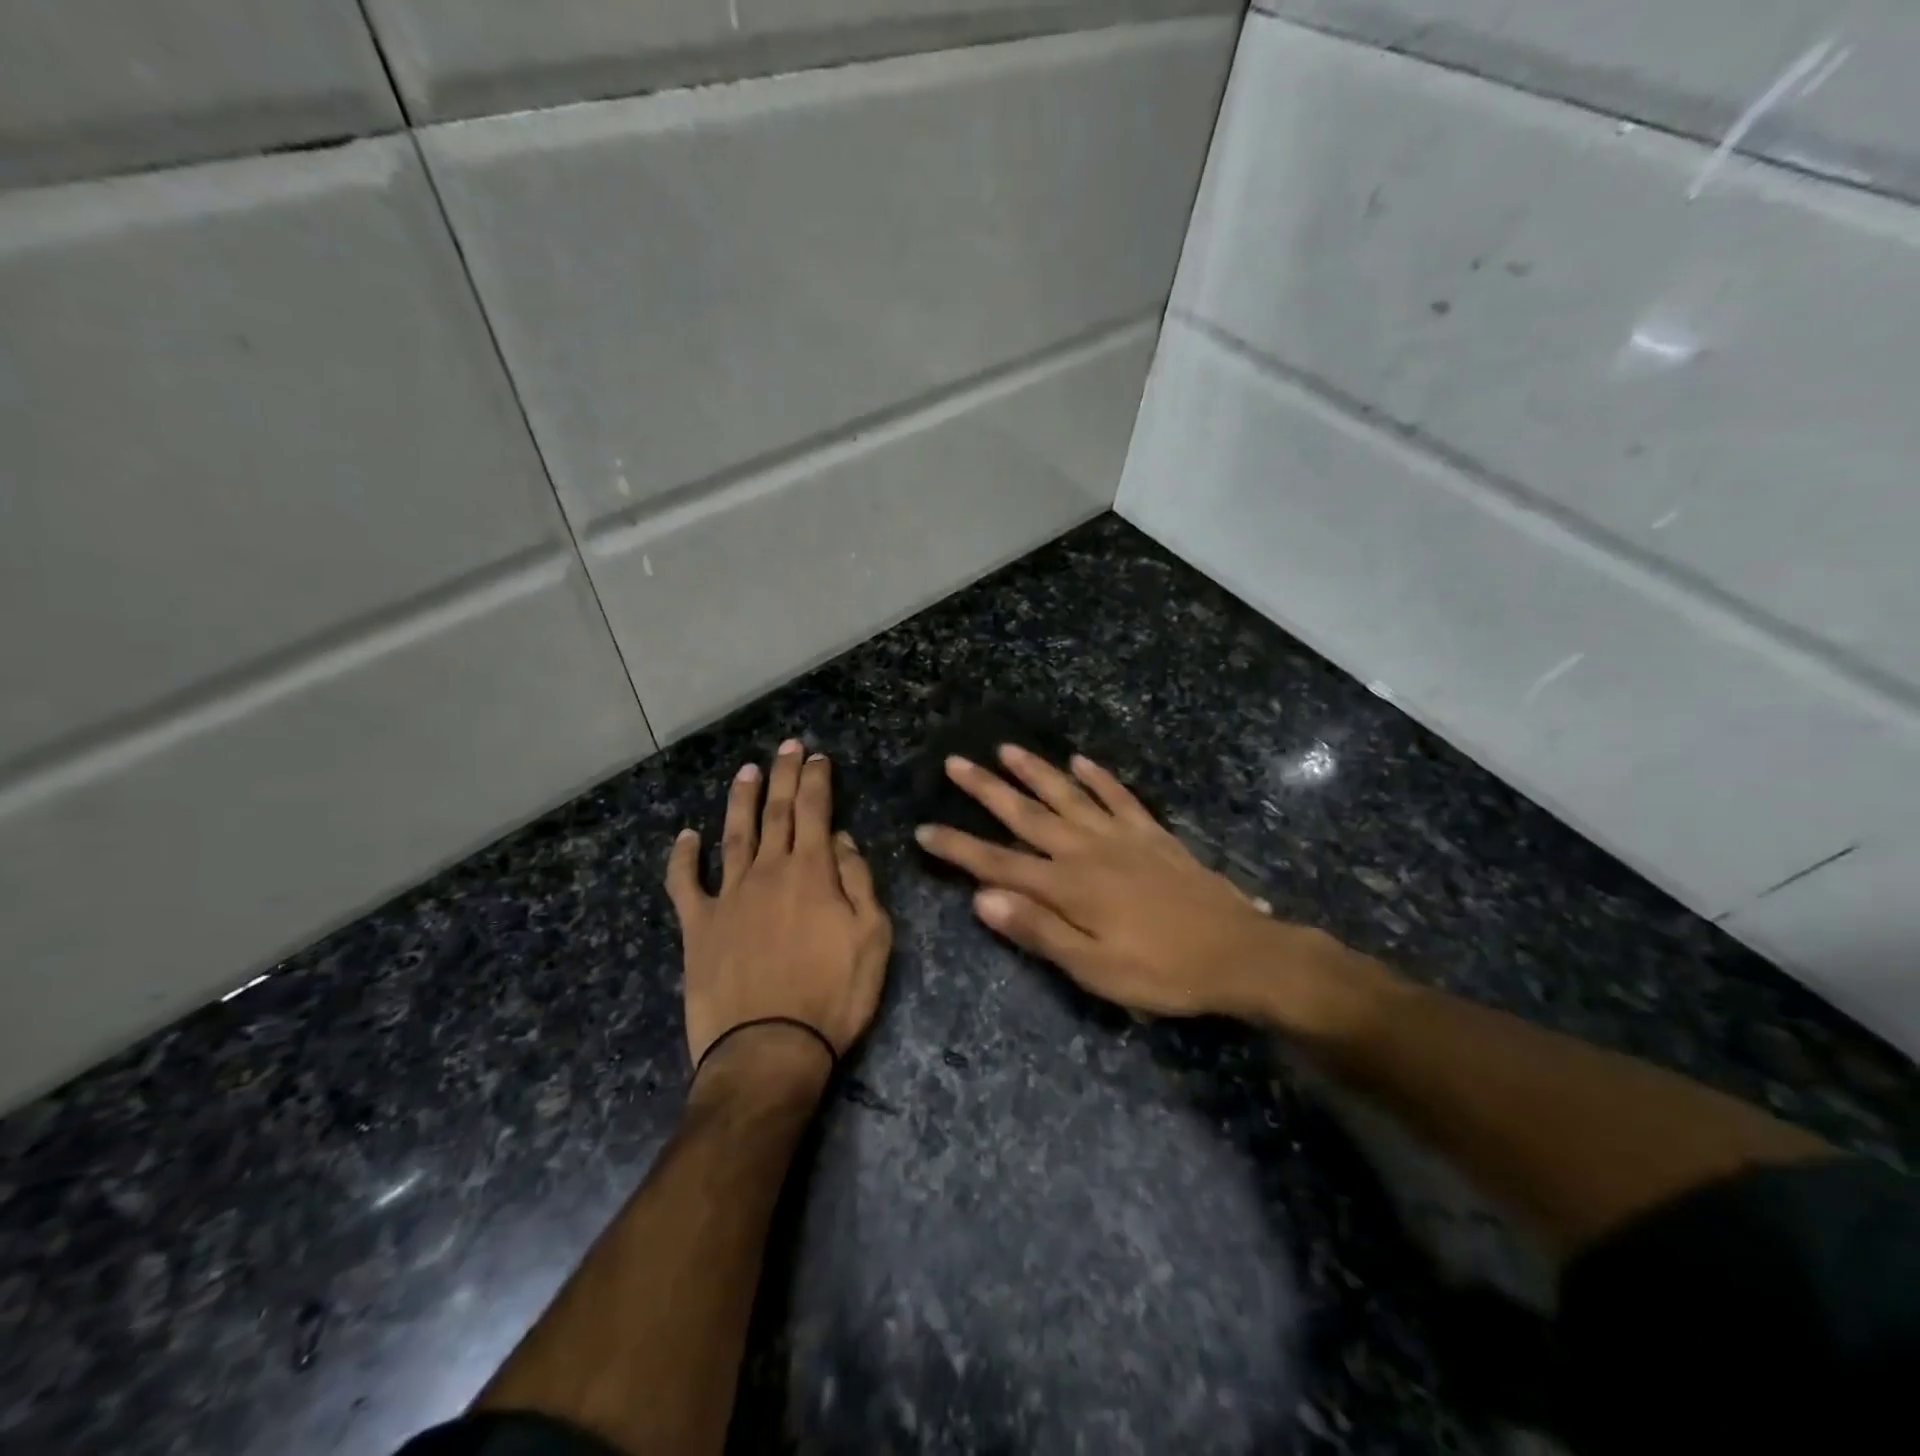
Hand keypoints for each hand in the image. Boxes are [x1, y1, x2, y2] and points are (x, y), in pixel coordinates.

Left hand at [666, 740, 891, 1078]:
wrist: (769, 1050)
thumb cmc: (833, 996)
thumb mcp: (872, 938)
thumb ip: (858, 882)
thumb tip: (842, 841)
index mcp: (812, 872)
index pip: (815, 811)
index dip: (816, 780)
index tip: (817, 756)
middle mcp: (768, 872)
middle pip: (776, 812)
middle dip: (783, 775)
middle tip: (787, 745)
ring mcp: (728, 896)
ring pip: (734, 834)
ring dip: (740, 799)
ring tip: (745, 771)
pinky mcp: (698, 926)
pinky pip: (685, 883)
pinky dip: (683, 857)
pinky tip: (686, 836)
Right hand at [915, 746, 1286, 1017]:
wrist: (1239, 953)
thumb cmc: (1161, 971)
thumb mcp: (1095, 968)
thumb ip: (1038, 930)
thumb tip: (981, 899)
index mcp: (1067, 886)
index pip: (998, 863)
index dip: (958, 847)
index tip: (924, 829)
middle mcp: (1086, 850)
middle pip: (1026, 814)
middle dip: (987, 789)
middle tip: (956, 762)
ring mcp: (1121, 836)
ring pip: (1068, 794)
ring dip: (1035, 771)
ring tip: (1006, 748)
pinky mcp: (1151, 834)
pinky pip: (1118, 796)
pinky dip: (1098, 776)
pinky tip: (1082, 761)